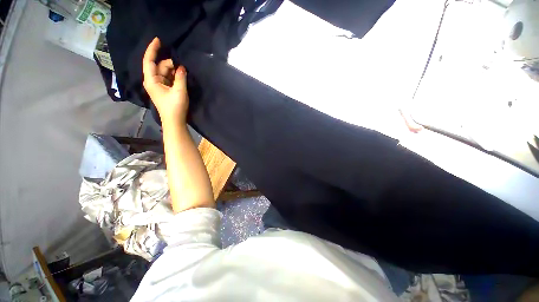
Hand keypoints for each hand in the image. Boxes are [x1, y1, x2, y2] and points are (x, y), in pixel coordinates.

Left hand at [143, 37, 188, 122]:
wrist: (174, 121)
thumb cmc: (175, 107)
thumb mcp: (179, 91)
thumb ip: (180, 77)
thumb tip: (182, 67)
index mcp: (151, 80)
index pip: (149, 61)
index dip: (152, 50)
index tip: (158, 40)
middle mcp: (153, 81)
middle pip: (159, 66)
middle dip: (170, 64)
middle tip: (183, 66)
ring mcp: (159, 85)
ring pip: (165, 72)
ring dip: (173, 70)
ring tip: (184, 72)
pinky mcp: (164, 89)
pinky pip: (168, 78)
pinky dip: (174, 76)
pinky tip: (181, 76)